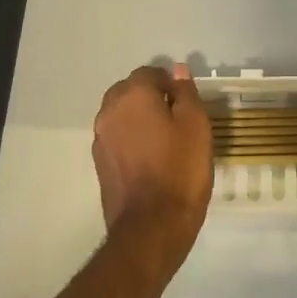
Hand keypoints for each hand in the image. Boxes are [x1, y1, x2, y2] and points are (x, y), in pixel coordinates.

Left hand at [92, 64, 212, 282]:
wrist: (151, 227)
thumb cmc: (180, 170)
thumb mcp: (196, 125)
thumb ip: (186, 93)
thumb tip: (178, 70)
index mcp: (133, 96)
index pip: (149, 72)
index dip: (169, 82)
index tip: (186, 102)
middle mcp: (110, 111)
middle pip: (129, 90)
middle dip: (149, 96)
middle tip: (175, 117)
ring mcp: (101, 138)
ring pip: (120, 114)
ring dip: (138, 117)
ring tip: (163, 138)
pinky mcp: (100, 163)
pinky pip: (116, 137)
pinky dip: (130, 138)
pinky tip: (150, 157)